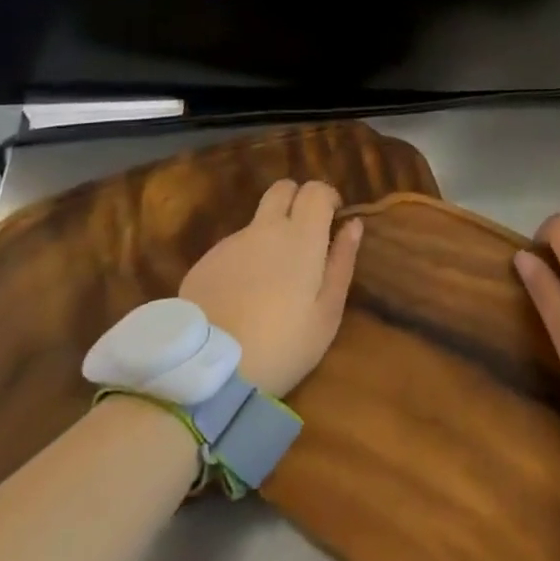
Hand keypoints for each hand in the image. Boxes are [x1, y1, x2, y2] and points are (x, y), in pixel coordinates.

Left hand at [180, 179, 362, 397]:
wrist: (209, 371)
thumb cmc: (282, 344)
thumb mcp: (327, 313)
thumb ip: (342, 261)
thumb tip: (353, 224)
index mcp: (301, 236)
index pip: (315, 190)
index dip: (327, 198)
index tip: (332, 221)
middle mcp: (265, 228)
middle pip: (282, 189)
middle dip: (296, 201)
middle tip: (304, 237)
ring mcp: (231, 243)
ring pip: (257, 222)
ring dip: (269, 236)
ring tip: (269, 284)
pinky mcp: (205, 261)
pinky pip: (232, 249)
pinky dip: (243, 261)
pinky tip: (241, 299)